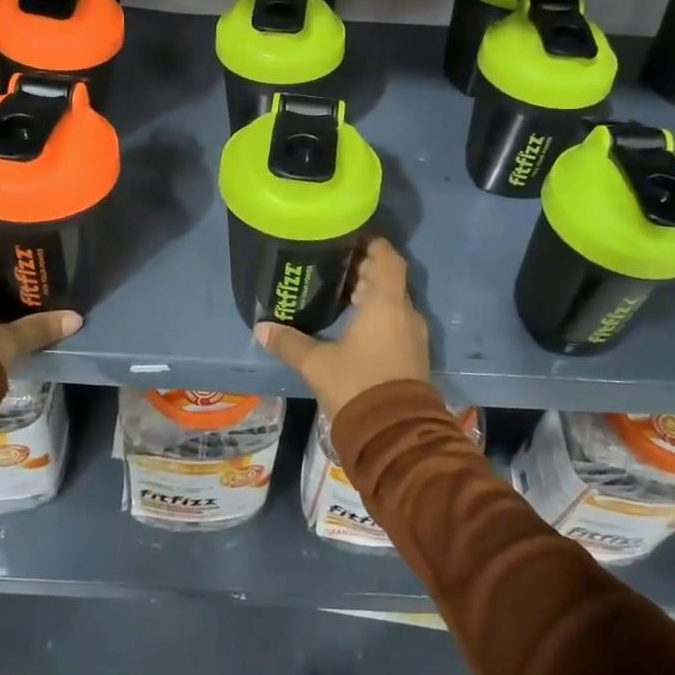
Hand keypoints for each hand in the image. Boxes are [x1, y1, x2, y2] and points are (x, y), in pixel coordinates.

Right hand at [254, 237, 431, 422]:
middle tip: (334, 265)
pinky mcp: (413, 355)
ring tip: (339, 292)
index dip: (371, 243)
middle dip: (365, 269)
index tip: (348, 238)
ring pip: (394, 301)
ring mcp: (413, 335)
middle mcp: (405, 313)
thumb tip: (261, 328)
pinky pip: (397, 321)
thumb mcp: (317, 364)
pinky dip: (378, 314)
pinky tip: (353, 324)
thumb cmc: (357, 386)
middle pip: (389, 278)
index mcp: (386, 303)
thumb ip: (289, 343)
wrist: (396, 436)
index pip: (387, 257)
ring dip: (372, 294)